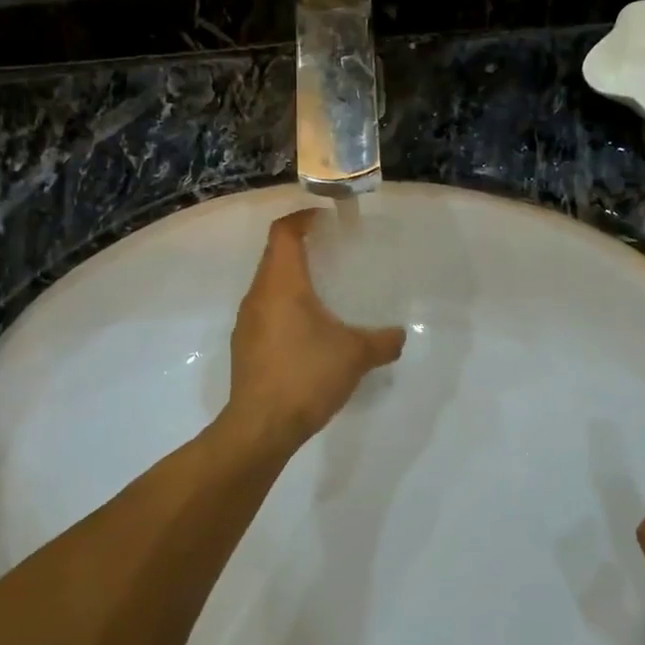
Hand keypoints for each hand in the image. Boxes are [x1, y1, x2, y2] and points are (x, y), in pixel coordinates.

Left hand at [226, 210, 404, 448]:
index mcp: (281, 284)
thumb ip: (382, 342)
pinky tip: (307, 331)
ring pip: (268, 286)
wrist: (261, 426)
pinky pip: (265, 312)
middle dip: (301, 248)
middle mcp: (258, 296)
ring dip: (292, 281)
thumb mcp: (355, 356)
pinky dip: (285, 308)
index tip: (324, 218)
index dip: (302, 218)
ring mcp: (247, 322)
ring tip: (323, 291)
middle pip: (274, 256)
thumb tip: (399, 336)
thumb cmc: (306, 376)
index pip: (284, 233)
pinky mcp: (245, 347)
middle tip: (332, 252)